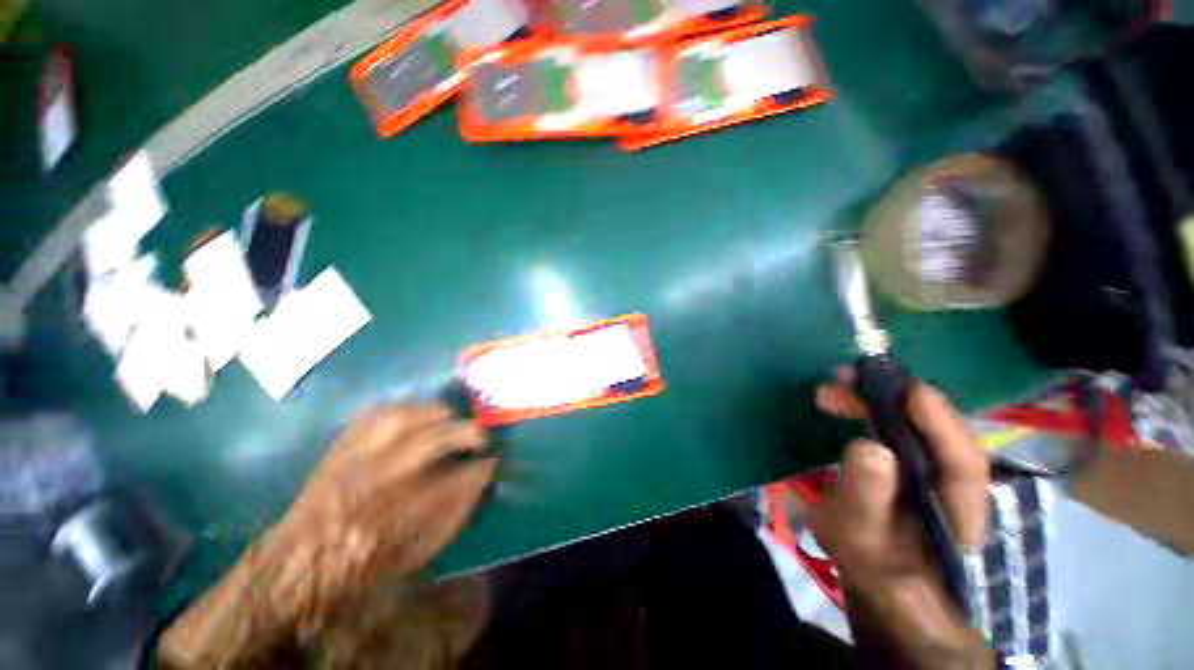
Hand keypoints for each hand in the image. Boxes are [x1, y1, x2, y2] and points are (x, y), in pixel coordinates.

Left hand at [159, 403, 495, 667]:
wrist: (301, 561)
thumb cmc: (365, 563)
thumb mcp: (419, 550)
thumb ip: (456, 510)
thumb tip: (485, 476)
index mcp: (396, 518)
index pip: (454, 481)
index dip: (481, 467)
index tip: (496, 461)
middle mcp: (373, 482)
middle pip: (432, 441)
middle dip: (467, 433)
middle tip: (482, 437)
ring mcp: (352, 459)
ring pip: (402, 418)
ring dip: (437, 414)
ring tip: (453, 418)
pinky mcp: (340, 446)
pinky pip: (375, 414)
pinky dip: (404, 409)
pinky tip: (418, 413)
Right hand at [813, 367, 992, 669]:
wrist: (881, 573)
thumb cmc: (871, 561)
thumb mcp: (858, 534)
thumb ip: (867, 497)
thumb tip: (869, 446)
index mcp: (959, 510)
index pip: (963, 464)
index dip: (941, 424)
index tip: (909, 390)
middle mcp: (954, 481)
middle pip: (937, 433)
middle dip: (895, 401)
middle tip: (845, 380)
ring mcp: (934, 467)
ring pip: (919, 425)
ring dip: (880, 399)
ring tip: (837, 385)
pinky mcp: (912, 461)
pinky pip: (900, 428)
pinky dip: (876, 409)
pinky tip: (850, 402)